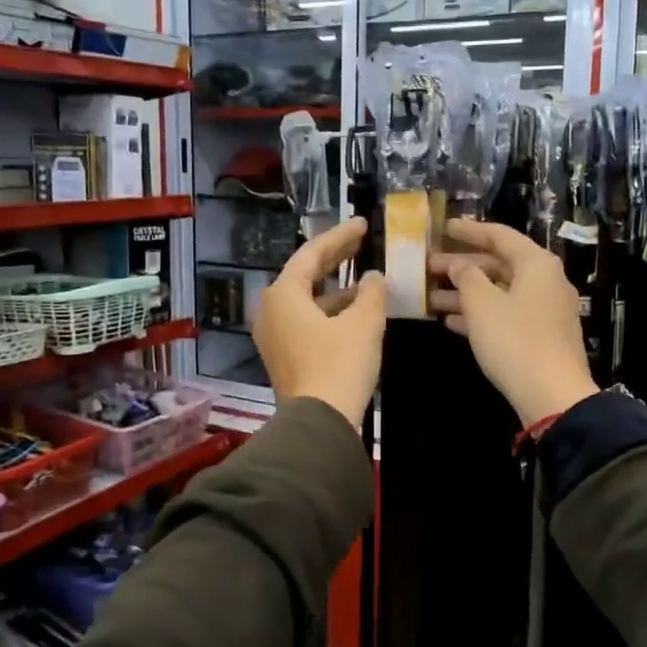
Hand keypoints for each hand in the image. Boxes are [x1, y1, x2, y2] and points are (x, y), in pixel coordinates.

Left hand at [253, 217, 385, 430]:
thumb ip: (372, 292)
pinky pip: (308, 322)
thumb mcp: (364, 323)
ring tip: (368, 281)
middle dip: (336, 258)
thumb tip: (374, 277)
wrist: (319, 423)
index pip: (312, 254)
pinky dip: (331, 312)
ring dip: (337, 290)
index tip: (361, 224)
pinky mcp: (285, 356)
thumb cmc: (339, 364)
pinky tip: (357, 314)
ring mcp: (275, 336)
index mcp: (283, 294)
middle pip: (305, 275)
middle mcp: (271, 310)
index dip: (340, 237)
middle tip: (362, 242)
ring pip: (308, 301)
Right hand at [429, 219, 599, 426]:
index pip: (499, 235)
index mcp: (536, 264)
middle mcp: (545, 281)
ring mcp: (545, 310)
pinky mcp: (540, 336)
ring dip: (465, 293)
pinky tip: (450, 322)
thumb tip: (458, 264)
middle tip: (427, 267)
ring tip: (430, 298)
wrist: (552, 395)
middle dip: (461, 266)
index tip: (442, 228)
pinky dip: (479, 314)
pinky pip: (505, 314)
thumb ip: (466, 277)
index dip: (469, 231)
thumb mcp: (482, 304)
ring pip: (499, 292)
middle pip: (498, 264)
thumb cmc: (515, 340)